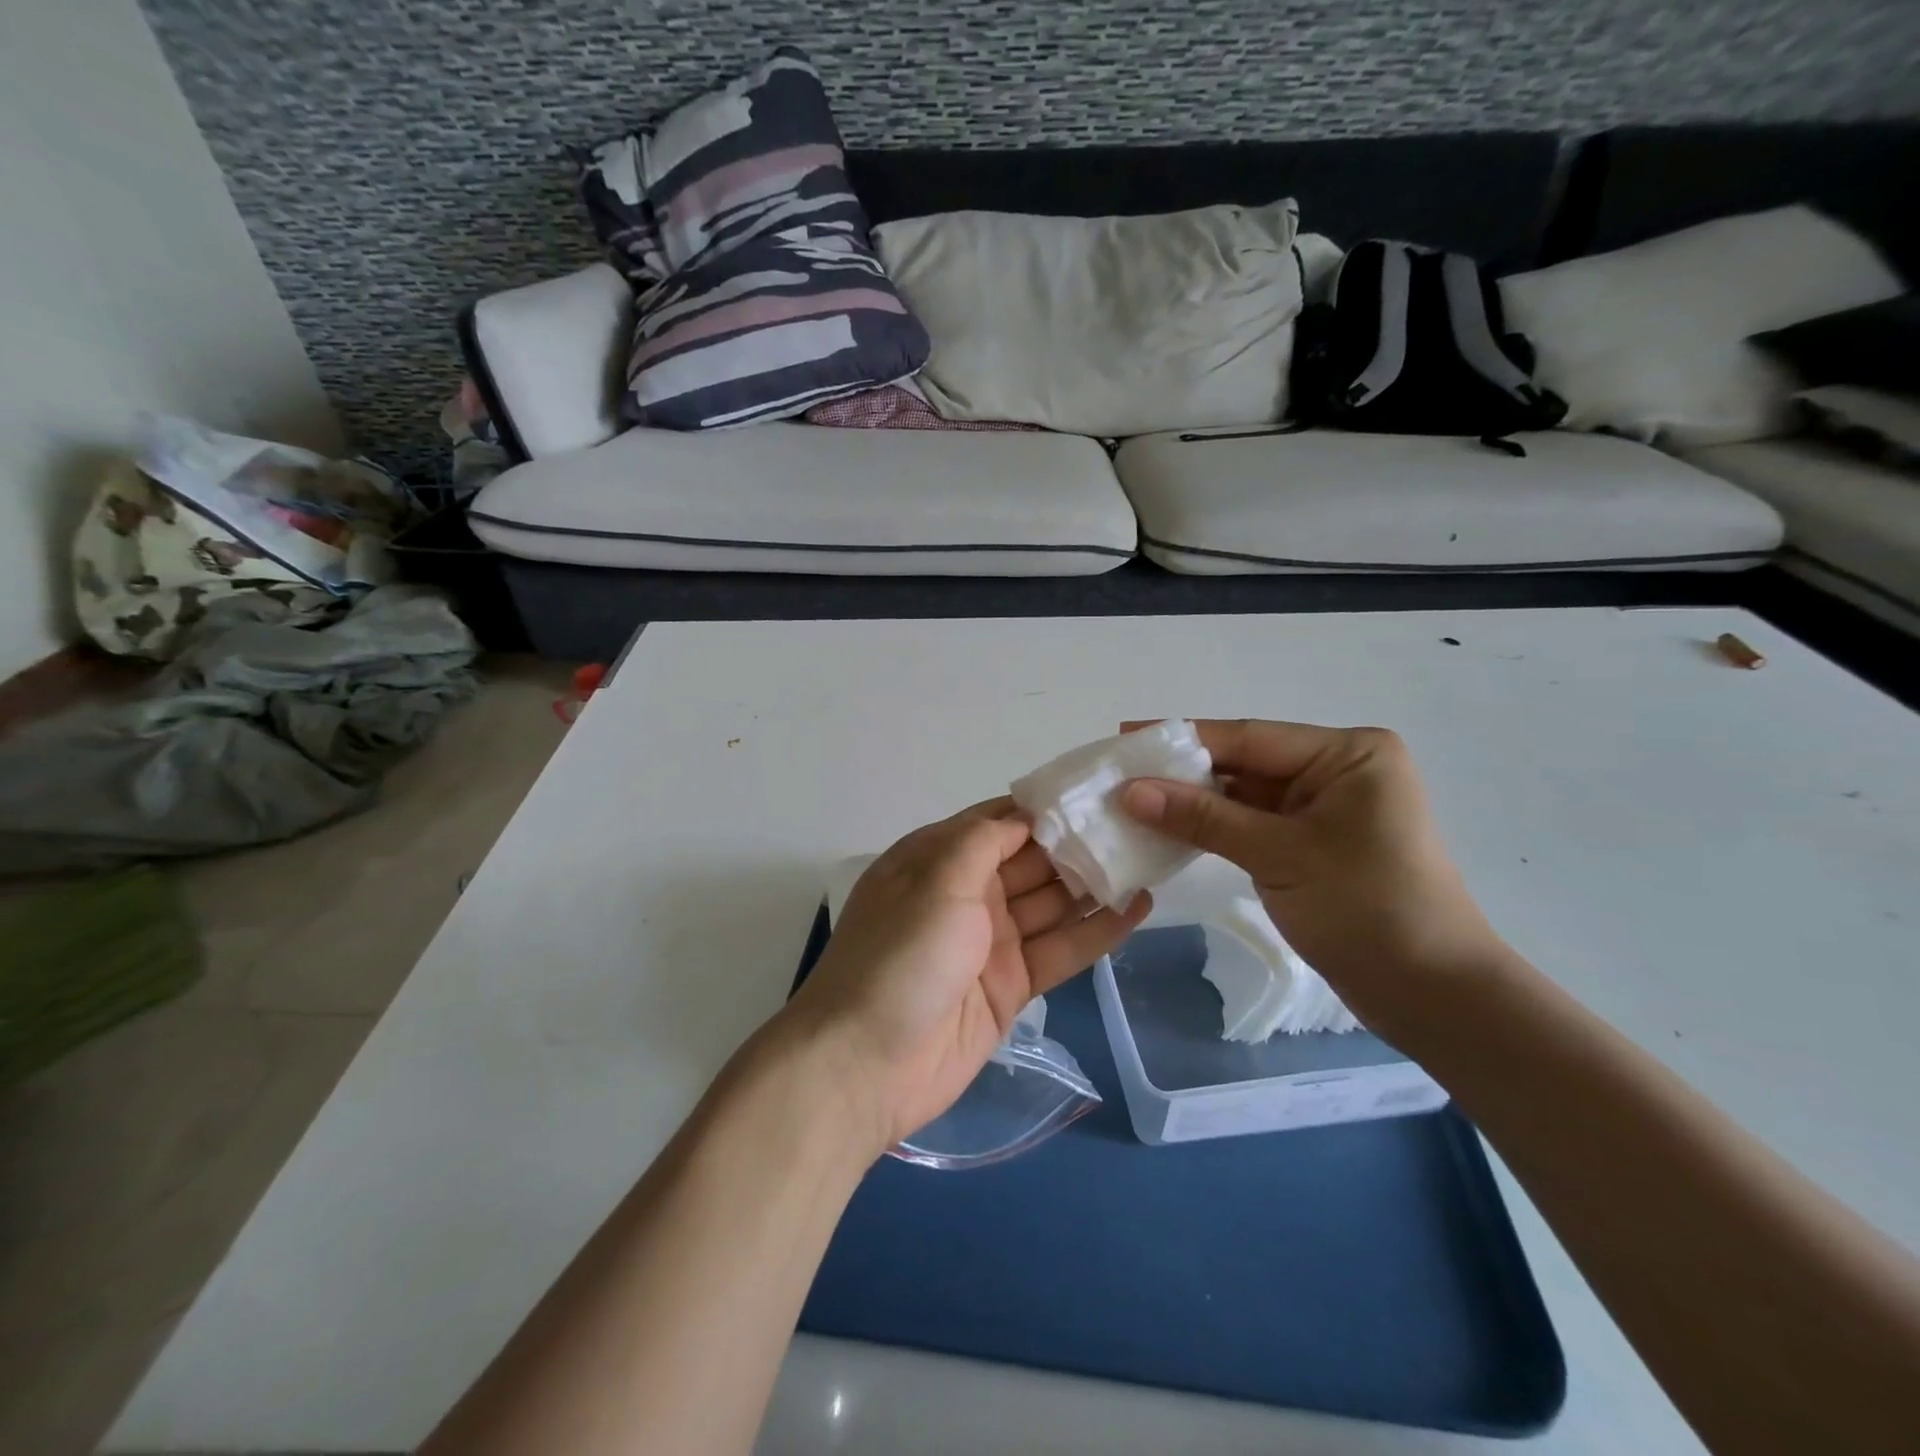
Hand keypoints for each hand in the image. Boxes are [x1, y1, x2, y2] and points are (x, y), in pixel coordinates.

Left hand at [779, 801, 1150, 1152]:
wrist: (866, 1065)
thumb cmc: (899, 957)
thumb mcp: (936, 881)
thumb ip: (983, 842)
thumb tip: (1025, 814)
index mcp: (937, 860)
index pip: (997, 822)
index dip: (1042, 808)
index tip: (1094, 792)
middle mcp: (965, 895)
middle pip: (1030, 861)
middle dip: (1077, 843)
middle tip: (1136, 825)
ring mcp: (990, 942)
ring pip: (1051, 903)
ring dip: (1093, 883)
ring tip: (1148, 858)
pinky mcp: (1012, 986)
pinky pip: (1060, 950)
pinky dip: (1097, 931)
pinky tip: (1138, 908)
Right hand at [1119, 720, 1507, 1029]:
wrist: (1433, 995)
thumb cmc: (1367, 909)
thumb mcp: (1279, 855)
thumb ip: (1203, 818)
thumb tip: (1129, 791)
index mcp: (1348, 754)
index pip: (1248, 738)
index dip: (1181, 737)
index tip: (1124, 736)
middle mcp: (1338, 771)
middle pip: (1244, 762)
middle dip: (1182, 770)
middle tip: (1118, 771)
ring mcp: (1325, 809)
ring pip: (1243, 795)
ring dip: (1192, 801)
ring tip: (1131, 799)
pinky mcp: (1313, 844)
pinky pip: (1252, 824)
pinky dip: (1212, 827)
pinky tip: (1168, 827)